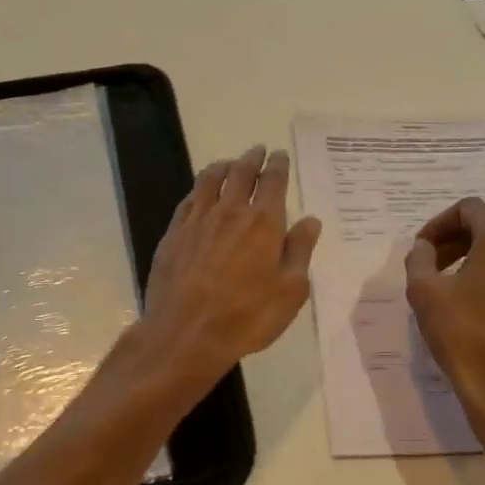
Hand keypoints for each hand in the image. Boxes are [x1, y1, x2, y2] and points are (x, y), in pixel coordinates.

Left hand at [141, 145, 321, 391]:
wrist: (186, 333)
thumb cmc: (247, 316)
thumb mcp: (290, 290)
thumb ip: (300, 250)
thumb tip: (310, 220)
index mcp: (263, 223)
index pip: (273, 181)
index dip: (278, 165)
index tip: (280, 155)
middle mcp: (230, 212)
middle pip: (241, 173)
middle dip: (252, 158)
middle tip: (258, 150)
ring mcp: (198, 220)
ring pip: (210, 180)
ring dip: (224, 166)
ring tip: (230, 163)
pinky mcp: (174, 233)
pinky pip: (189, 199)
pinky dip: (200, 188)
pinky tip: (201, 192)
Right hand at [404, 197, 484, 430]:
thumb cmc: (461, 334)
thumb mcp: (424, 291)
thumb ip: (419, 258)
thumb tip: (424, 248)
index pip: (470, 209)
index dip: (439, 222)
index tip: (422, 248)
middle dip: (455, 240)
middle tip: (429, 264)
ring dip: (472, 259)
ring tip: (447, 287)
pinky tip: (471, 308)